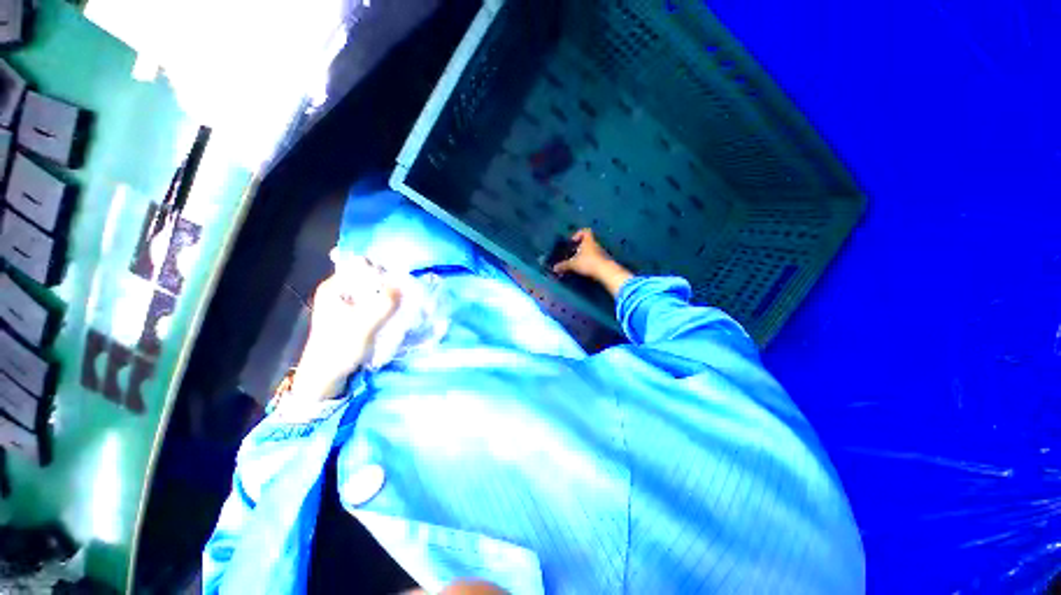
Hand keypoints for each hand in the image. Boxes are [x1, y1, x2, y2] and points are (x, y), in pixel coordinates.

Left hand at [292, 259, 400, 400]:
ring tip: (404, 297)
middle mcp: (339, 290)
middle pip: (368, 275)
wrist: (325, 376)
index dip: (382, 269)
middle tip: (405, 288)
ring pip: (372, 288)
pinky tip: (396, 307)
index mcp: (334, 287)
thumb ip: (384, 303)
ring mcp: (346, 302)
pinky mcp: (354, 314)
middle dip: (388, 280)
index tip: (400, 279)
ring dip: (388, 291)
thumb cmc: (339, 348)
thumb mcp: (364, 325)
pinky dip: (385, 301)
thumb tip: (402, 284)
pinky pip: (373, 300)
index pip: (361, 265)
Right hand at [552, 228, 632, 296]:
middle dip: (581, 246)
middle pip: (589, 241)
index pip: (585, 231)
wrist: (605, 271)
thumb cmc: (588, 262)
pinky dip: (591, 261)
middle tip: (574, 252)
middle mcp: (596, 244)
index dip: (579, 233)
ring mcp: (601, 252)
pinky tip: (586, 268)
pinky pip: (596, 258)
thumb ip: (564, 265)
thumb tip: (554, 268)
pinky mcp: (604, 260)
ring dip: (586, 254)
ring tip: (579, 261)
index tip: (573, 240)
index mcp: (588, 241)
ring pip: (592, 250)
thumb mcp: (573, 264)